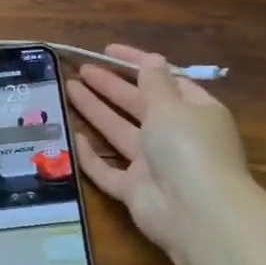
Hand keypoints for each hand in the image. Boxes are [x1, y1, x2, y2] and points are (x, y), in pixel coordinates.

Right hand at [67, 44, 248, 253]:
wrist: (196, 214)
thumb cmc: (188, 147)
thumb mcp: (172, 105)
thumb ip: (154, 81)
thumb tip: (151, 59)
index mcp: (194, 112)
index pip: (164, 80)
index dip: (137, 64)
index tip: (108, 50)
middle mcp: (175, 137)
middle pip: (138, 105)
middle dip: (111, 85)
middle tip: (82, 68)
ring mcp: (154, 166)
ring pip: (119, 132)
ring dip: (96, 110)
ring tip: (68, 87)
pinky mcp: (135, 191)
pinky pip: (108, 171)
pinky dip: (91, 157)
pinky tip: (73, 137)